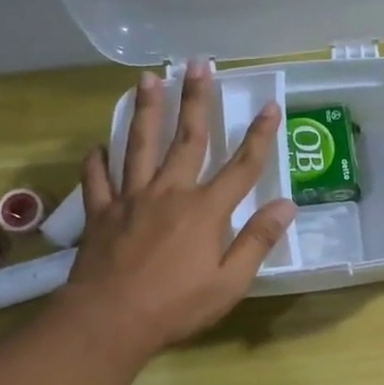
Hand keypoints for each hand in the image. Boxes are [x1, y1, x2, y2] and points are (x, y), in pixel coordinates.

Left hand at [59, 59, 295, 363]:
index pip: (241, 166)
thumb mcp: (230, 281)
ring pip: (139, 145)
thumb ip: (257, 240)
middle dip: (196, 100)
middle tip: (198, 64)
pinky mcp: (101, 213)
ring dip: (146, 110)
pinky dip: (97, 161)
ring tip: (148, 79)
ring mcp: (131, 199)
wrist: (109, 320)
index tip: (270, 106)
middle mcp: (169, 192)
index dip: (259, 135)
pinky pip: (98, 179)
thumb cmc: (177, 305)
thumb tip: (287, 205)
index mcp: (205, 209)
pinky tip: (97, 146)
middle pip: (188, 139)